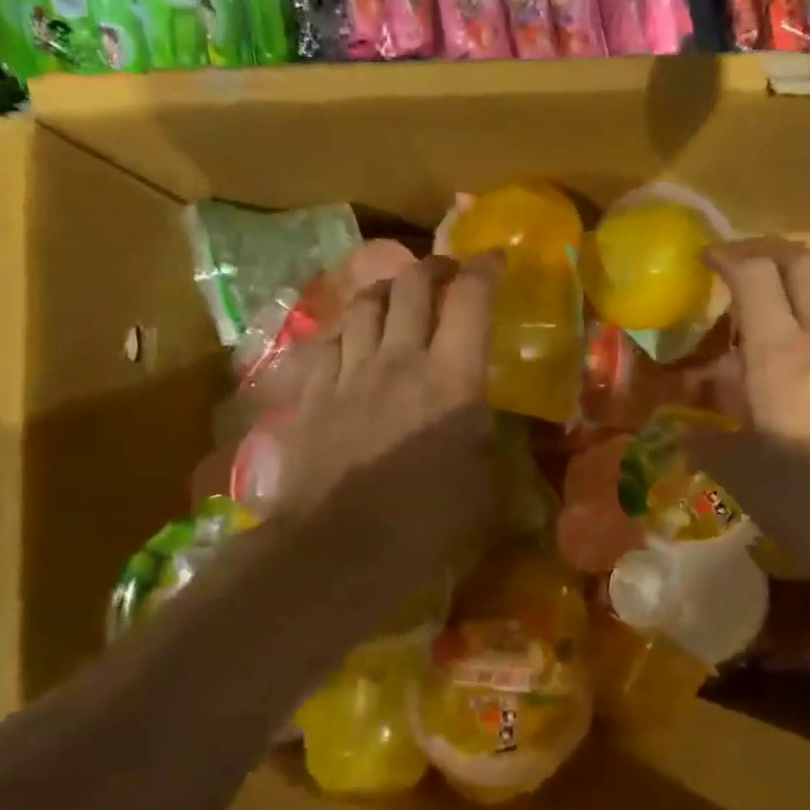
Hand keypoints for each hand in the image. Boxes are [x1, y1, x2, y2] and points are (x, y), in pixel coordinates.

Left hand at [273, 253, 502, 608]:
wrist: (334, 550)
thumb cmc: (423, 525)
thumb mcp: (485, 491)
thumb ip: (494, 449)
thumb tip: (498, 435)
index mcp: (451, 378)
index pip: (470, 299)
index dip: (485, 269)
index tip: (496, 259)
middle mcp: (399, 358)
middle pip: (412, 284)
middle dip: (434, 267)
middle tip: (447, 273)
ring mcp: (349, 371)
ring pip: (365, 303)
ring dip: (387, 289)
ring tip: (398, 296)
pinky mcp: (311, 392)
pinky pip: (328, 340)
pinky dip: (347, 329)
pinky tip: (352, 340)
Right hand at [693, 240, 809, 578]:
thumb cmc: (808, 501)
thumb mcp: (741, 475)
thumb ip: (709, 444)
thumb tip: (689, 434)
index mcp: (780, 356)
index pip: (755, 276)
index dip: (728, 256)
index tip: (705, 258)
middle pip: (803, 265)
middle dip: (767, 253)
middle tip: (740, 268)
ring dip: (809, 282)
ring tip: (785, 307)